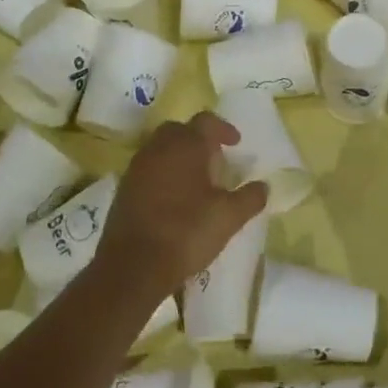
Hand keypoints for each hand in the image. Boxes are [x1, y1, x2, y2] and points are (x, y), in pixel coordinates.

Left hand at [97, 111, 268, 301]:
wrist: (133, 266)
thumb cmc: (186, 232)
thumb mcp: (229, 217)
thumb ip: (250, 197)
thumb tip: (264, 186)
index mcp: (186, 146)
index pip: (206, 121)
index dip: (224, 129)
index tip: (236, 144)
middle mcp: (158, 148)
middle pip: (180, 131)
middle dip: (198, 140)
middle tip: (215, 161)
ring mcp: (137, 168)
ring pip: (161, 149)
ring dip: (179, 158)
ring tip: (197, 182)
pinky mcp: (123, 189)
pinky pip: (148, 170)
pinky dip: (163, 175)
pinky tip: (174, 200)